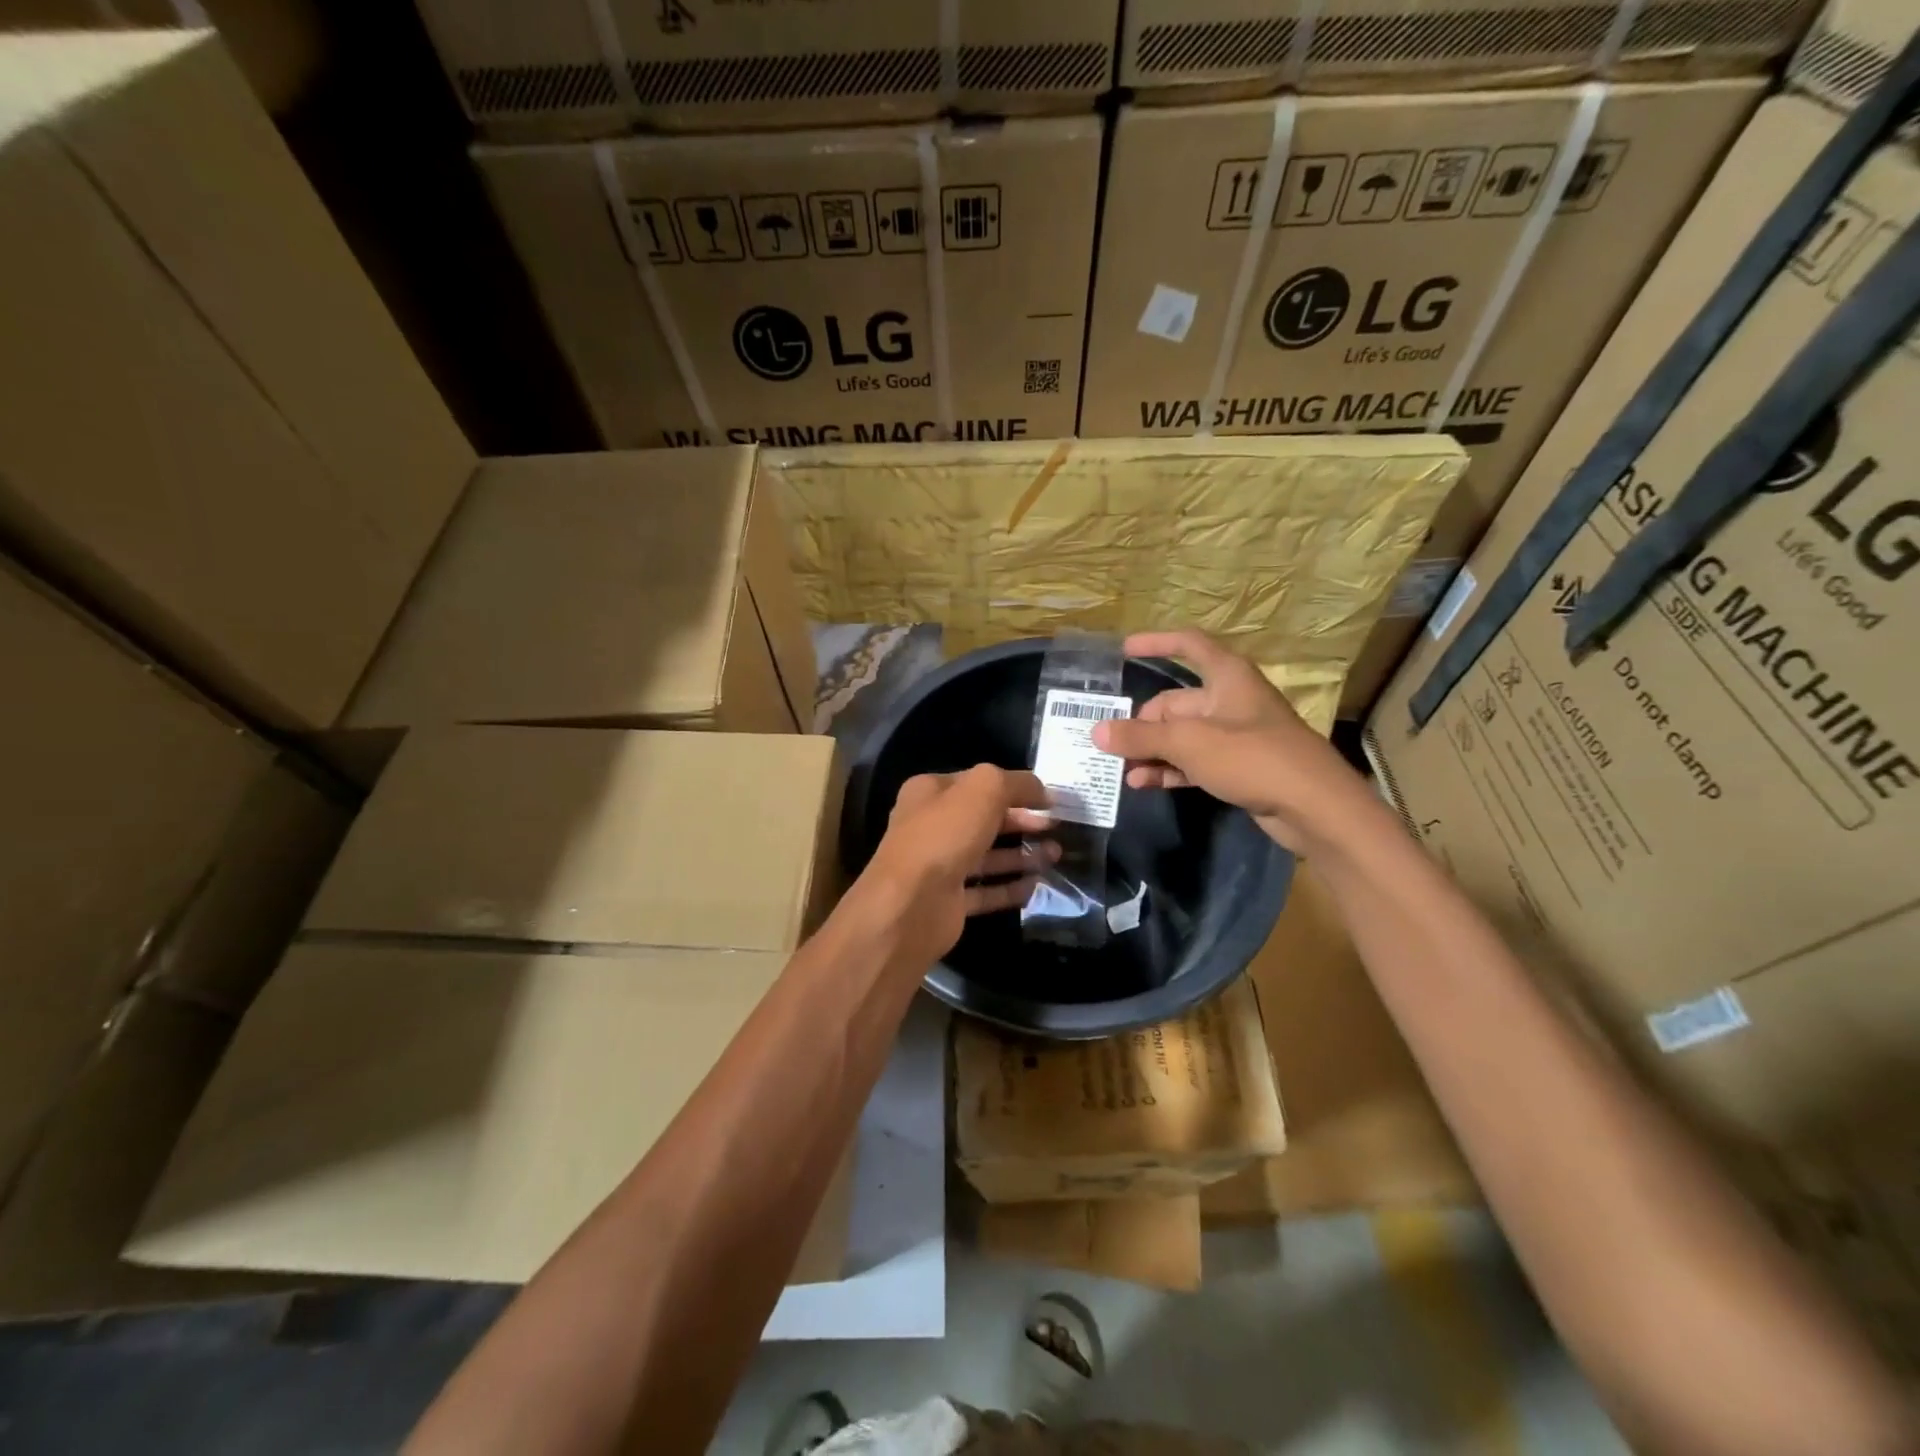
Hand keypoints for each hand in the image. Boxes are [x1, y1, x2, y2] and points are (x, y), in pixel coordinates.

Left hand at [851, 765, 1056, 968]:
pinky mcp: (948, 902)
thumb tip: (1042, 790)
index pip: (977, 783)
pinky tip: (1036, 886)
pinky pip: (985, 892)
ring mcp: (938, 866)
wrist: (910, 906)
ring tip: (1056, 855)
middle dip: (1022, 822)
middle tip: (1056, 827)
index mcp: (930, 793)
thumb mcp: (984, 790)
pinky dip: (1010, 888)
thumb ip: (1016, 783)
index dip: (1014, 787)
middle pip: (984, 820)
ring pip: (987, 856)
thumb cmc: (944, 836)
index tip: (1048, 799)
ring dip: (1021, 855)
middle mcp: (930, 827)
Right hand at [1091, 629, 1366, 852]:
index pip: (1189, 645)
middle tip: (1108, 745)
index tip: (1124, 649)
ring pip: (1181, 736)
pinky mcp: (1238, 767)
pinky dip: (1169, 769)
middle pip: (1175, 702)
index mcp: (1227, 677)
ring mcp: (1235, 736)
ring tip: (1118, 769)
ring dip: (1151, 751)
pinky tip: (1142, 783)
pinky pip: (1193, 761)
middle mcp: (1230, 700)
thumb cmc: (1252, 758)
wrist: (1314, 807)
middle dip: (1141, 723)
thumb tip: (1098, 731)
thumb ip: (1141, 736)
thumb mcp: (1189, 743)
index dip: (1157, 643)